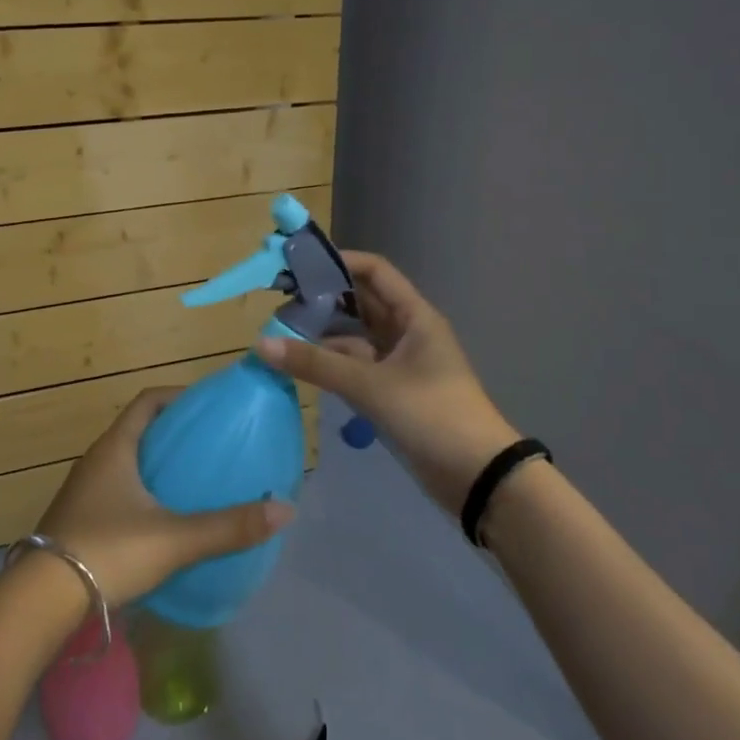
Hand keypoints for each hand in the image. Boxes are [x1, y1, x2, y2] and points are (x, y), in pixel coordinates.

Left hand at [33, 387, 294, 605]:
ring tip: (191, 483)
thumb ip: (228, 526)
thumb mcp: (174, 539)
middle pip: (137, 431)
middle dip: (172, 434)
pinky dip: (140, 494)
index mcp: (115, 448)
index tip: (208, 408)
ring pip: (124, 464)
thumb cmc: (108, 552)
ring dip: (154, 466)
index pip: (148, 402)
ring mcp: (82, 492)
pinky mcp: (77, 521)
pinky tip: (160, 522)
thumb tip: (285, 509)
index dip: (178, 397)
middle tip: (209, 448)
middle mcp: (95, 461)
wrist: (40, 602)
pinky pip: (115, 492)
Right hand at [256, 250, 518, 513]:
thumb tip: (261, 344)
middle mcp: (407, 332)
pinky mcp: (393, 391)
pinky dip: (331, 363)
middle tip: (279, 299)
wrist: (479, 478)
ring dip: (323, 333)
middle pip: (361, 302)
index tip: (299, 265)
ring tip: (280, 331)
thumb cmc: (431, 415)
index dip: (340, 262)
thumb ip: (315, 364)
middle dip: (323, 298)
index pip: (374, 271)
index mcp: (414, 316)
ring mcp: (400, 363)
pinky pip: (356, 366)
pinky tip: (301, 365)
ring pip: (355, 336)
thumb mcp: (370, 386)